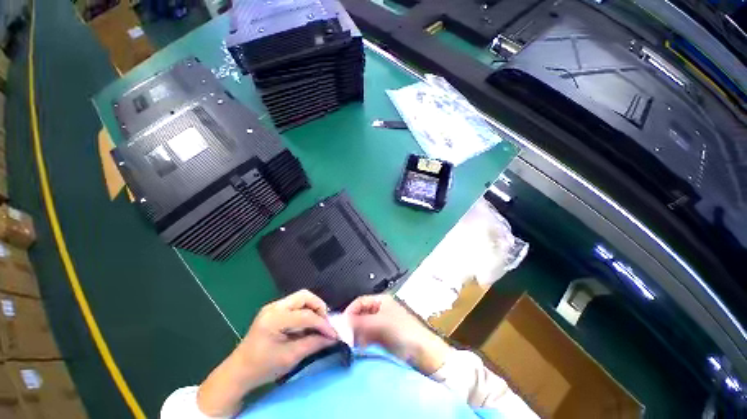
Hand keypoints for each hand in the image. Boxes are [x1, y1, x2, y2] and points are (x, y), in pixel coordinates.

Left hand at [198, 290, 336, 415]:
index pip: (306, 315)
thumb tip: (333, 338)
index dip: (322, 324)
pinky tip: (307, 323)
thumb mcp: (290, 358)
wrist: (238, 372)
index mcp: (274, 319)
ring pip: (301, 297)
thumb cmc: (262, 367)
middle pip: (304, 296)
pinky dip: (305, 311)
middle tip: (325, 322)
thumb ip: (313, 344)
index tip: (334, 334)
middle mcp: (274, 307)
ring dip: (313, 308)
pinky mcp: (273, 310)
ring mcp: (273, 307)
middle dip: (319, 307)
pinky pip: (295, 304)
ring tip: (318, 323)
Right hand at [345, 295, 450, 374]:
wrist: (423, 352)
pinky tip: (360, 348)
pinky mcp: (382, 337)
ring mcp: (381, 324)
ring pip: (362, 326)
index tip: (340, 325)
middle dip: (352, 324)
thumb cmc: (403, 331)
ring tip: (352, 344)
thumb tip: (340, 322)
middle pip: (360, 314)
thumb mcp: (381, 323)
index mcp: (381, 301)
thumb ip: (360, 322)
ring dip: (356, 334)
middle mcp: (379, 310)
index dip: (349, 311)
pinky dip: (362, 341)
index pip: (359, 302)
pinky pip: (367, 337)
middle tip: (345, 337)